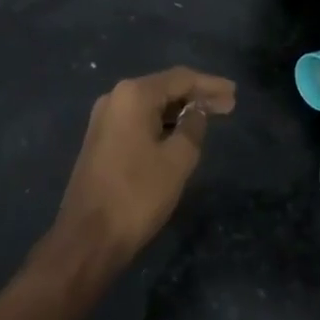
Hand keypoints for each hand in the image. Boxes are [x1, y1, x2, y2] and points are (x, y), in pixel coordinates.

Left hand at [46, 67, 236, 273]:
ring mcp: (105, 119)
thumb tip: (195, 112)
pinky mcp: (100, 140)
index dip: (210, 85)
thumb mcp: (177, 160)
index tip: (234, 94)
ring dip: (179, 110)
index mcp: (134, 95)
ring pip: (151, 105)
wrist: (86, 241)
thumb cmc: (136, 195)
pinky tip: (179, 133)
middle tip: (227, 105)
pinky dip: (161, 123)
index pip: (181, 78)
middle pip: (165, 88)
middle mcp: (116, 97)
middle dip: (196, 96)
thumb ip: (193, 127)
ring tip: (208, 118)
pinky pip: (138, 120)